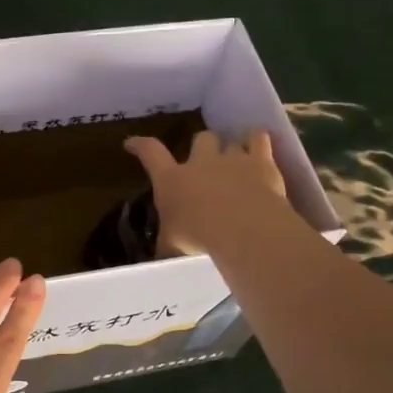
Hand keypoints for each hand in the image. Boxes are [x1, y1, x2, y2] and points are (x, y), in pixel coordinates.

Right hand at [124, 128, 290, 256]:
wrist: (244, 230)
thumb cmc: (199, 239)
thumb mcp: (172, 247)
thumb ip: (167, 244)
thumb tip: (161, 255)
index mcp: (172, 180)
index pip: (150, 153)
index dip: (140, 145)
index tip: (131, 143)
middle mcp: (201, 162)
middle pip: (201, 138)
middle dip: (203, 147)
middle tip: (206, 162)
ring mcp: (232, 159)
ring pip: (231, 141)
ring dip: (232, 150)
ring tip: (238, 161)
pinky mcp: (261, 162)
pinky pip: (259, 138)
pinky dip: (257, 140)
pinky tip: (259, 146)